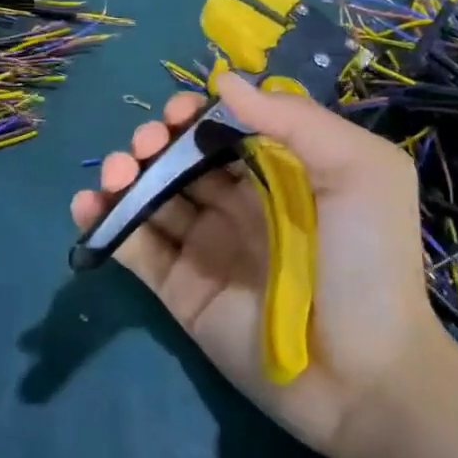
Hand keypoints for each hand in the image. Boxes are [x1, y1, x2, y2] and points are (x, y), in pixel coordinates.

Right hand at [70, 73, 453, 457]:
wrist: (367, 377)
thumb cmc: (369, 263)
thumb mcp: (360, 171)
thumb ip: (295, 120)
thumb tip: (224, 81)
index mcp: (276, 175)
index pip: (222, 131)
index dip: (193, 115)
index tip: (177, 112)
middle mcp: (236, 206)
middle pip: (179, 160)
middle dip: (153, 141)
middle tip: (144, 145)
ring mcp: (205, 248)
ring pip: (151, 199)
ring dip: (124, 175)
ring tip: (116, 173)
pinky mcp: (180, 290)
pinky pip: (137, 249)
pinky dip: (106, 222)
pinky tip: (89, 205)